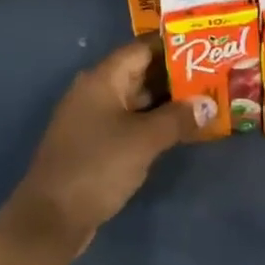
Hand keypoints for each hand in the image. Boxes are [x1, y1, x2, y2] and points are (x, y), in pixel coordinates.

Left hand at [7, 41, 209, 251]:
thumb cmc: (98, 166)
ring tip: (203, 101)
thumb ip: (178, 118)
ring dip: (166, 102)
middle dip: (175, 76)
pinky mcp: (94, 142)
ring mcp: (93, 118)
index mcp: (103, 78)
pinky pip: (129, 121)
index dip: (173, 47)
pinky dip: (152, 122)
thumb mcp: (144, 140)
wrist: (52, 217)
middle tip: (212, 77)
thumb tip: (209, 104)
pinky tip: (178, 130)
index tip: (205, 48)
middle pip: (140, 73)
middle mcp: (95, 90)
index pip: (142, 49)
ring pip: (136, 99)